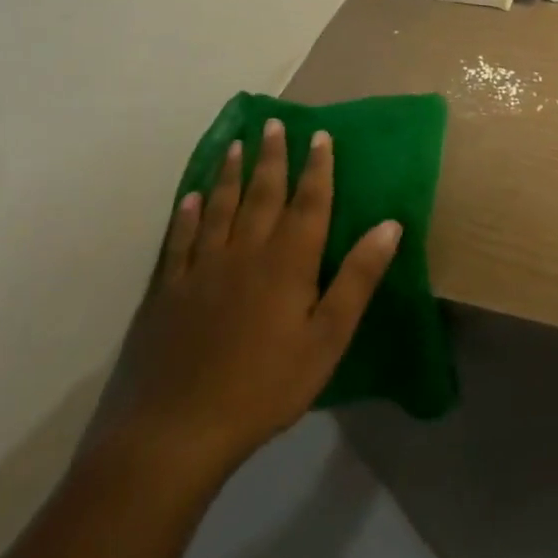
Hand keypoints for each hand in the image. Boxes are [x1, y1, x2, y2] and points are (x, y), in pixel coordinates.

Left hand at [86, 121, 401, 490]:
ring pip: (220, 206)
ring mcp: (201, 268)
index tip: (320, 135)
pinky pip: (180, 239)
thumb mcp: (327, 339)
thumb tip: (390, 224)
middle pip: (263, 193)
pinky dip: (188, 214)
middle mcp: (245, 252)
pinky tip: (191, 197)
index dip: (317, 167)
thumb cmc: (264, 387)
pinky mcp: (168, 290)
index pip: (308, 202)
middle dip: (273, 156)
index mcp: (287, 261)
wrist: (173, 434)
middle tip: (274, 123)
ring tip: (237, 144)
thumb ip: (357, 278)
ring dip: (231, 172)